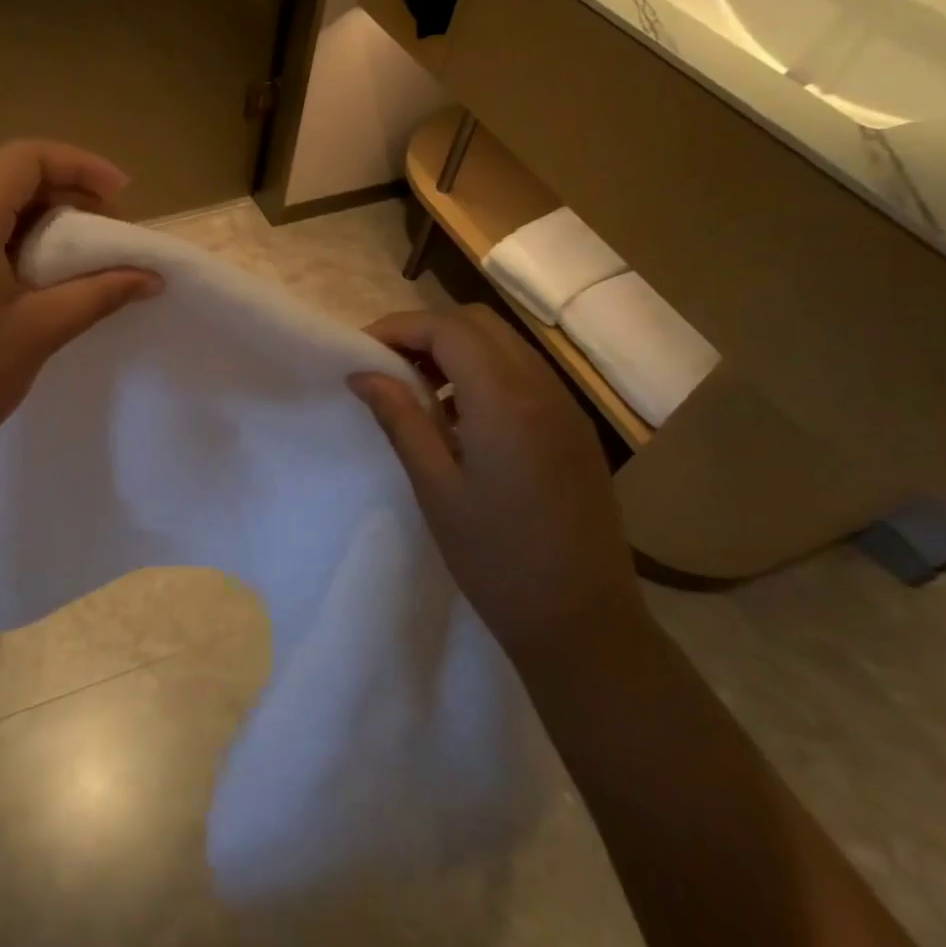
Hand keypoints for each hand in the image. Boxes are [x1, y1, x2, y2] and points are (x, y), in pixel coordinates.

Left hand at [0, 140, 157, 521]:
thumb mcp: (38, 333)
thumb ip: (99, 294)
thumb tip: (151, 276)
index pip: (25, 158)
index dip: (81, 166)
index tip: (123, 199)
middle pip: (4, 177)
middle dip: (63, 193)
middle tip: (106, 233)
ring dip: (34, 219)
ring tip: (73, 258)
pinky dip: (2, 240)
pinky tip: (24, 281)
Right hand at [349, 305, 646, 662]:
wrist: (583, 622)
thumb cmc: (496, 559)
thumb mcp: (435, 488)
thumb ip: (400, 419)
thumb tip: (363, 373)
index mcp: (506, 402)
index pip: (448, 329)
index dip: (399, 328)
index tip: (362, 351)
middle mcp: (543, 390)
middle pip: (479, 323)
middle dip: (426, 330)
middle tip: (386, 365)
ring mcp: (566, 408)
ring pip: (504, 344)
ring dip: (455, 348)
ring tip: (417, 388)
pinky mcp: (574, 429)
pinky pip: (524, 373)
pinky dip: (483, 371)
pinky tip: (459, 415)